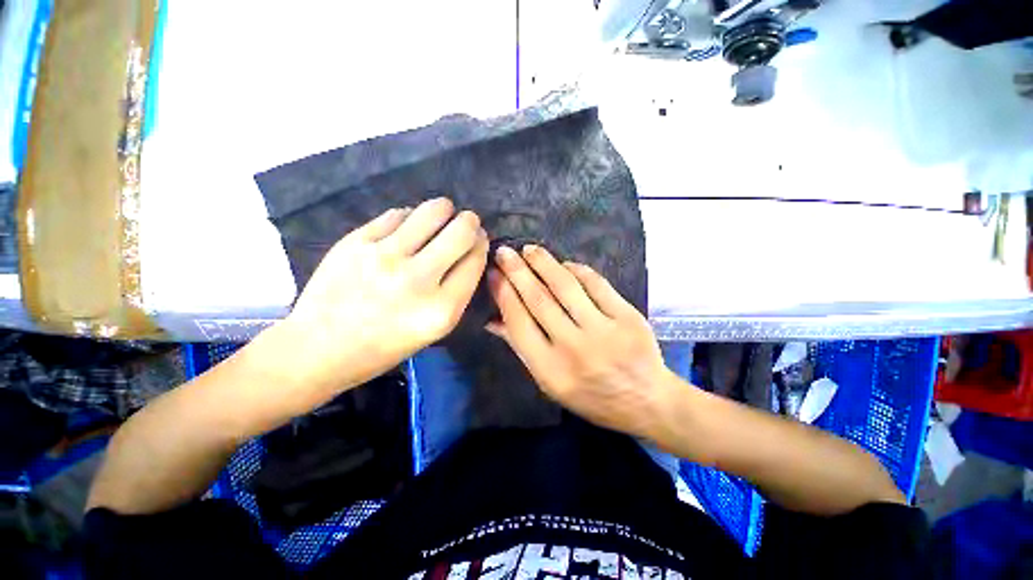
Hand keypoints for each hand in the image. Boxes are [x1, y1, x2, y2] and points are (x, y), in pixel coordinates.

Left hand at [273, 198, 488, 397]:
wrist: (319, 348)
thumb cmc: (385, 346)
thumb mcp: (436, 328)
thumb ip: (458, 290)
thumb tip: (471, 249)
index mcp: (441, 309)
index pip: (475, 260)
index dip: (481, 243)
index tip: (479, 239)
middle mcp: (417, 280)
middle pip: (461, 232)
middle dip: (470, 222)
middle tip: (466, 222)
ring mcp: (384, 257)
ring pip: (432, 211)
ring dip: (444, 210)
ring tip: (441, 215)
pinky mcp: (356, 241)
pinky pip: (397, 214)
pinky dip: (410, 217)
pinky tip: (407, 228)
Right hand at [486, 244, 673, 439]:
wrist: (645, 401)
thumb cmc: (591, 395)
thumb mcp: (549, 383)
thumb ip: (522, 348)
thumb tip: (492, 319)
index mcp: (550, 369)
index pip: (518, 322)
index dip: (503, 293)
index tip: (494, 274)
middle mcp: (573, 348)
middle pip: (539, 299)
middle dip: (517, 271)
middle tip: (505, 252)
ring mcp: (603, 330)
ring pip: (565, 287)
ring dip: (544, 263)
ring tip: (529, 250)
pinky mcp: (627, 317)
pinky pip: (596, 284)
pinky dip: (577, 270)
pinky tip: (565, 264)